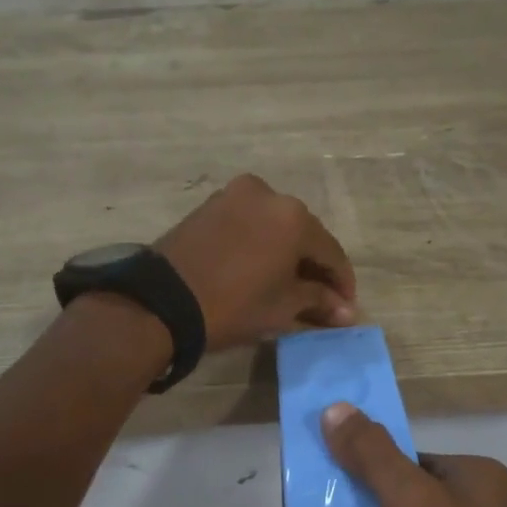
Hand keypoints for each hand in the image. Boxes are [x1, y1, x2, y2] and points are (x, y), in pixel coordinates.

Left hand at [155, 174, 356, 351]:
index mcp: (294, 216)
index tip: (345, 308)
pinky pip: (250, 223)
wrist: (161, 302)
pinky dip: (262, 243)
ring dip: (287, 253)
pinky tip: (262, 268)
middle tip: (321, 298)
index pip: (331, 252)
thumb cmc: (232, 305)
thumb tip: (345, 311)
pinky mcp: (211, 205)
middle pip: (304, 234)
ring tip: (290, 285)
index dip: (342, 283)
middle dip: (314, 266)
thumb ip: (318, 301)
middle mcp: (269, 194)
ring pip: (275, 226)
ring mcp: (235, 195)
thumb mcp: (281, 307)